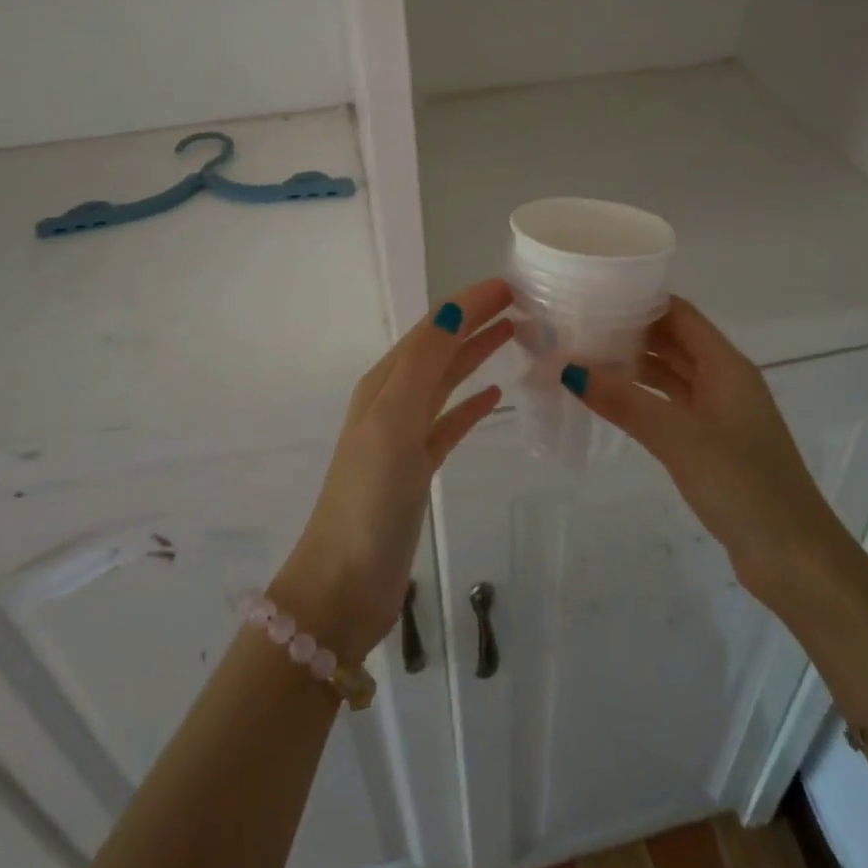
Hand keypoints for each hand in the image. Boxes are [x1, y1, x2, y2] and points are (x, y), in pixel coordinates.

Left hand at [273, 279, 514, 659]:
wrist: (345, 583)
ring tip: (515, 334)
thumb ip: (422, 363)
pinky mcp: (418, 468)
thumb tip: (455, 308)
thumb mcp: (393, 421)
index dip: (468, 302)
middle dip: (475, 320)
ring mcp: (404, 436)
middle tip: (522, 302)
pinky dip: (472, 404)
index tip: (511, 284)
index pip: (433, 328)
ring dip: (476, 353)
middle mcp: (392, 401)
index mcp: (384, 383)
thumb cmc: (370, 498)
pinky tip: (496, 395)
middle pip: (440, 347)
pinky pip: (450, 422)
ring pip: (446, 380)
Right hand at [561, 297, 850, 610]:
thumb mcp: (678, 438)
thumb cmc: (743, 484)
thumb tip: (569, 369)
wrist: (794, 559)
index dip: (641, 299)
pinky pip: (670, 406)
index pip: (679, 314)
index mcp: (726, 366)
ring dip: (633, 365)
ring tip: (583, 356)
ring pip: (670, 375)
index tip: (594, 291)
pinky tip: (610, 399)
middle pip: (673, 341)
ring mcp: (719, 414)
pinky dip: (642, 398)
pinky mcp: (712, 444)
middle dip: (630, 330)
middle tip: (578, 323)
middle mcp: (724, 381)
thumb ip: (625, 401)